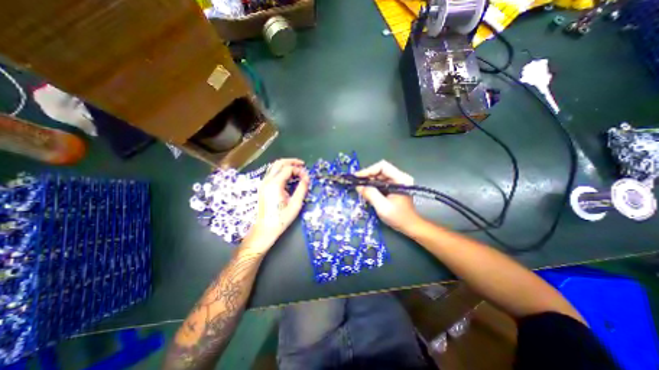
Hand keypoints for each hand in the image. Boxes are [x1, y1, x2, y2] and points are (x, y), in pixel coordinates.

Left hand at [245, 157, 310, 247]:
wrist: (265, 229)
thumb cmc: (281, 218)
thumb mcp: (295, 204)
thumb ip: (302, 189)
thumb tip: (307, 178)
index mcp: (275, 184)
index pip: (288, 169)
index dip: (299, 170)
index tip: (306, 177)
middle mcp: (267, 181)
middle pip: (279, 163)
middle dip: (292, 162)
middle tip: (302, 165)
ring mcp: (263, 183)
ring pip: (274, 167)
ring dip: (286, 165)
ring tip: (297, 169)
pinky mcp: (263, 187)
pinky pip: (272, 173)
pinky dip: (281, 171)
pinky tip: (289, 177)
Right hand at [356, 160, 421, 233]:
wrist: (410, 226)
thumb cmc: (399, 217)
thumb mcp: (383, 207)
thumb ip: (371, 195)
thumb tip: (358, 186)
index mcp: (401, 179)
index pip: (383, 166)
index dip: (368, 170)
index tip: (357, 177)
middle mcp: (399, 177)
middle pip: (380, 170)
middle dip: (367, 175)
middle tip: (356, 182)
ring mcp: (397, 181)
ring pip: (379, 175)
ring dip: (368, 180)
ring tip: (359, 186)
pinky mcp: (393, 186)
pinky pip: (380, 181)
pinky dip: (372, 184)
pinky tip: (365, 189)